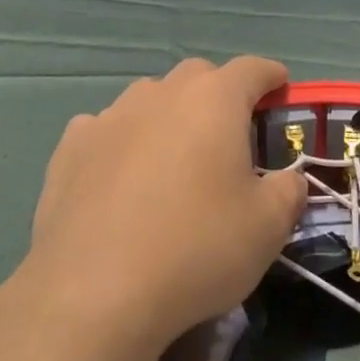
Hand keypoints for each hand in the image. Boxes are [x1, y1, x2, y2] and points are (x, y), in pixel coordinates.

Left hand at [18, 57, 305, 358]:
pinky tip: (121, 178)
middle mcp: (160, 94)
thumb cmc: (196, 249)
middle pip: (197, 77)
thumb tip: (288, 179)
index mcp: (213, 100)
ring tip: (173, 160)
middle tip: (230, 134)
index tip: (280, 87)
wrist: (94, 291)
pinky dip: (122, 143)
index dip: (271, 76)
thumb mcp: (268, 227)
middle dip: (219, 94)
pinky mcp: (71, 146)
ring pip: (149, 100)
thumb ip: (288, 191)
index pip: (251, 69)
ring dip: (168, 118)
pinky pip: (107, 130)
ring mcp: (110, 116)